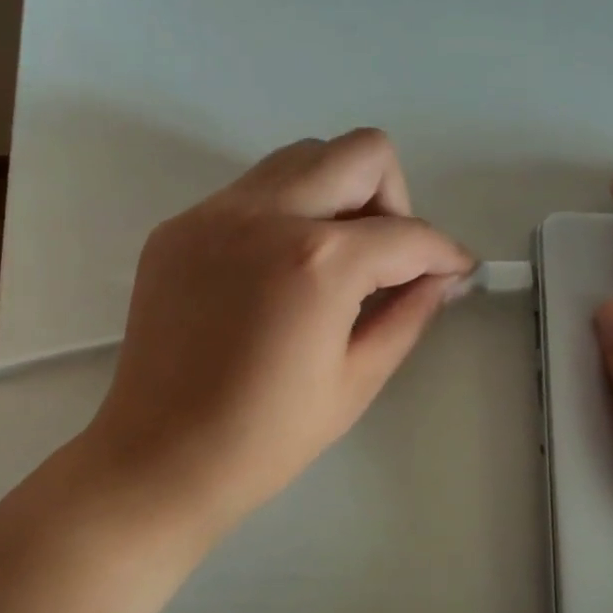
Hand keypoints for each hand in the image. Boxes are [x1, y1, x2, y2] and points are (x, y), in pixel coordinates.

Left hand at [77, 129, 472, 540]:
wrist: (158, 458)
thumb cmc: (265, 438)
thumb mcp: (356, 381)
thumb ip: (409, 314)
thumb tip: (442, 277)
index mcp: (318, 261)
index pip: (408, 233)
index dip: (444, 253)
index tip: (454, 271)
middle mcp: (265, 215)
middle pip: (361, 154)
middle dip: (394, 200)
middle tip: (387, 259)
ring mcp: (213, 213)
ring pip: (301, 159)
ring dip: (337, 194)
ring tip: (334, 261)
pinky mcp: (179, 227)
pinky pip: (251, 192)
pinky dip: (284, 214)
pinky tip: (278, 274)